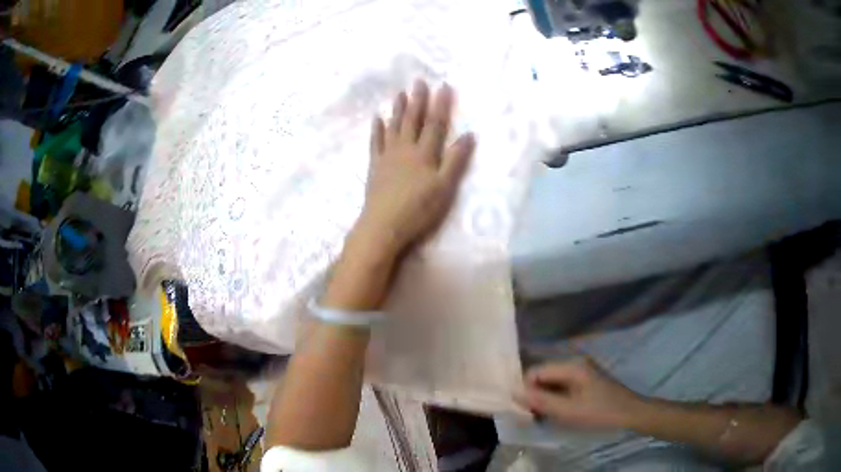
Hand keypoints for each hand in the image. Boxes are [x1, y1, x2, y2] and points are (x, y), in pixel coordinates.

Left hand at [354, 80, 475, 255]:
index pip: (435, 124)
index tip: (443, 86)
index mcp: (424, 154)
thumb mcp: (444, 188)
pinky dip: (377, 129)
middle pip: (413, 120)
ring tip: (400, 93)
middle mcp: (405, 149)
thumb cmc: (418, 210)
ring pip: (394, 127)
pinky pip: (375, 142)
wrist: (383, 225)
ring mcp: (387, 156)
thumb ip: (456, 161)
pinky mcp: (374, 166)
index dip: (440, 105)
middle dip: (417, 100)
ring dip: (398, 109)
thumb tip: (469, 135)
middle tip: (418, 81)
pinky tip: (377, 118)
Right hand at [516, 358, 645, 429]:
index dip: (526, 389)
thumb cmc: (600, 412)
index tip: (524, 409)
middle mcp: (574, 362)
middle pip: (543, 374)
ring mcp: (581, 369)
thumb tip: (513, 392)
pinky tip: (557, 411)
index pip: (536, 371)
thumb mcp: (568, 411)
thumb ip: (540, 401)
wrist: (630, 413)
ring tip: (545, 415)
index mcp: (571, 365)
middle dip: (535, 393)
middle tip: (534, 414)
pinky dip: (555, 397)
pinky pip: (561, 385)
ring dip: (545, 397)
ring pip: (551, 381)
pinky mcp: (585, 379)